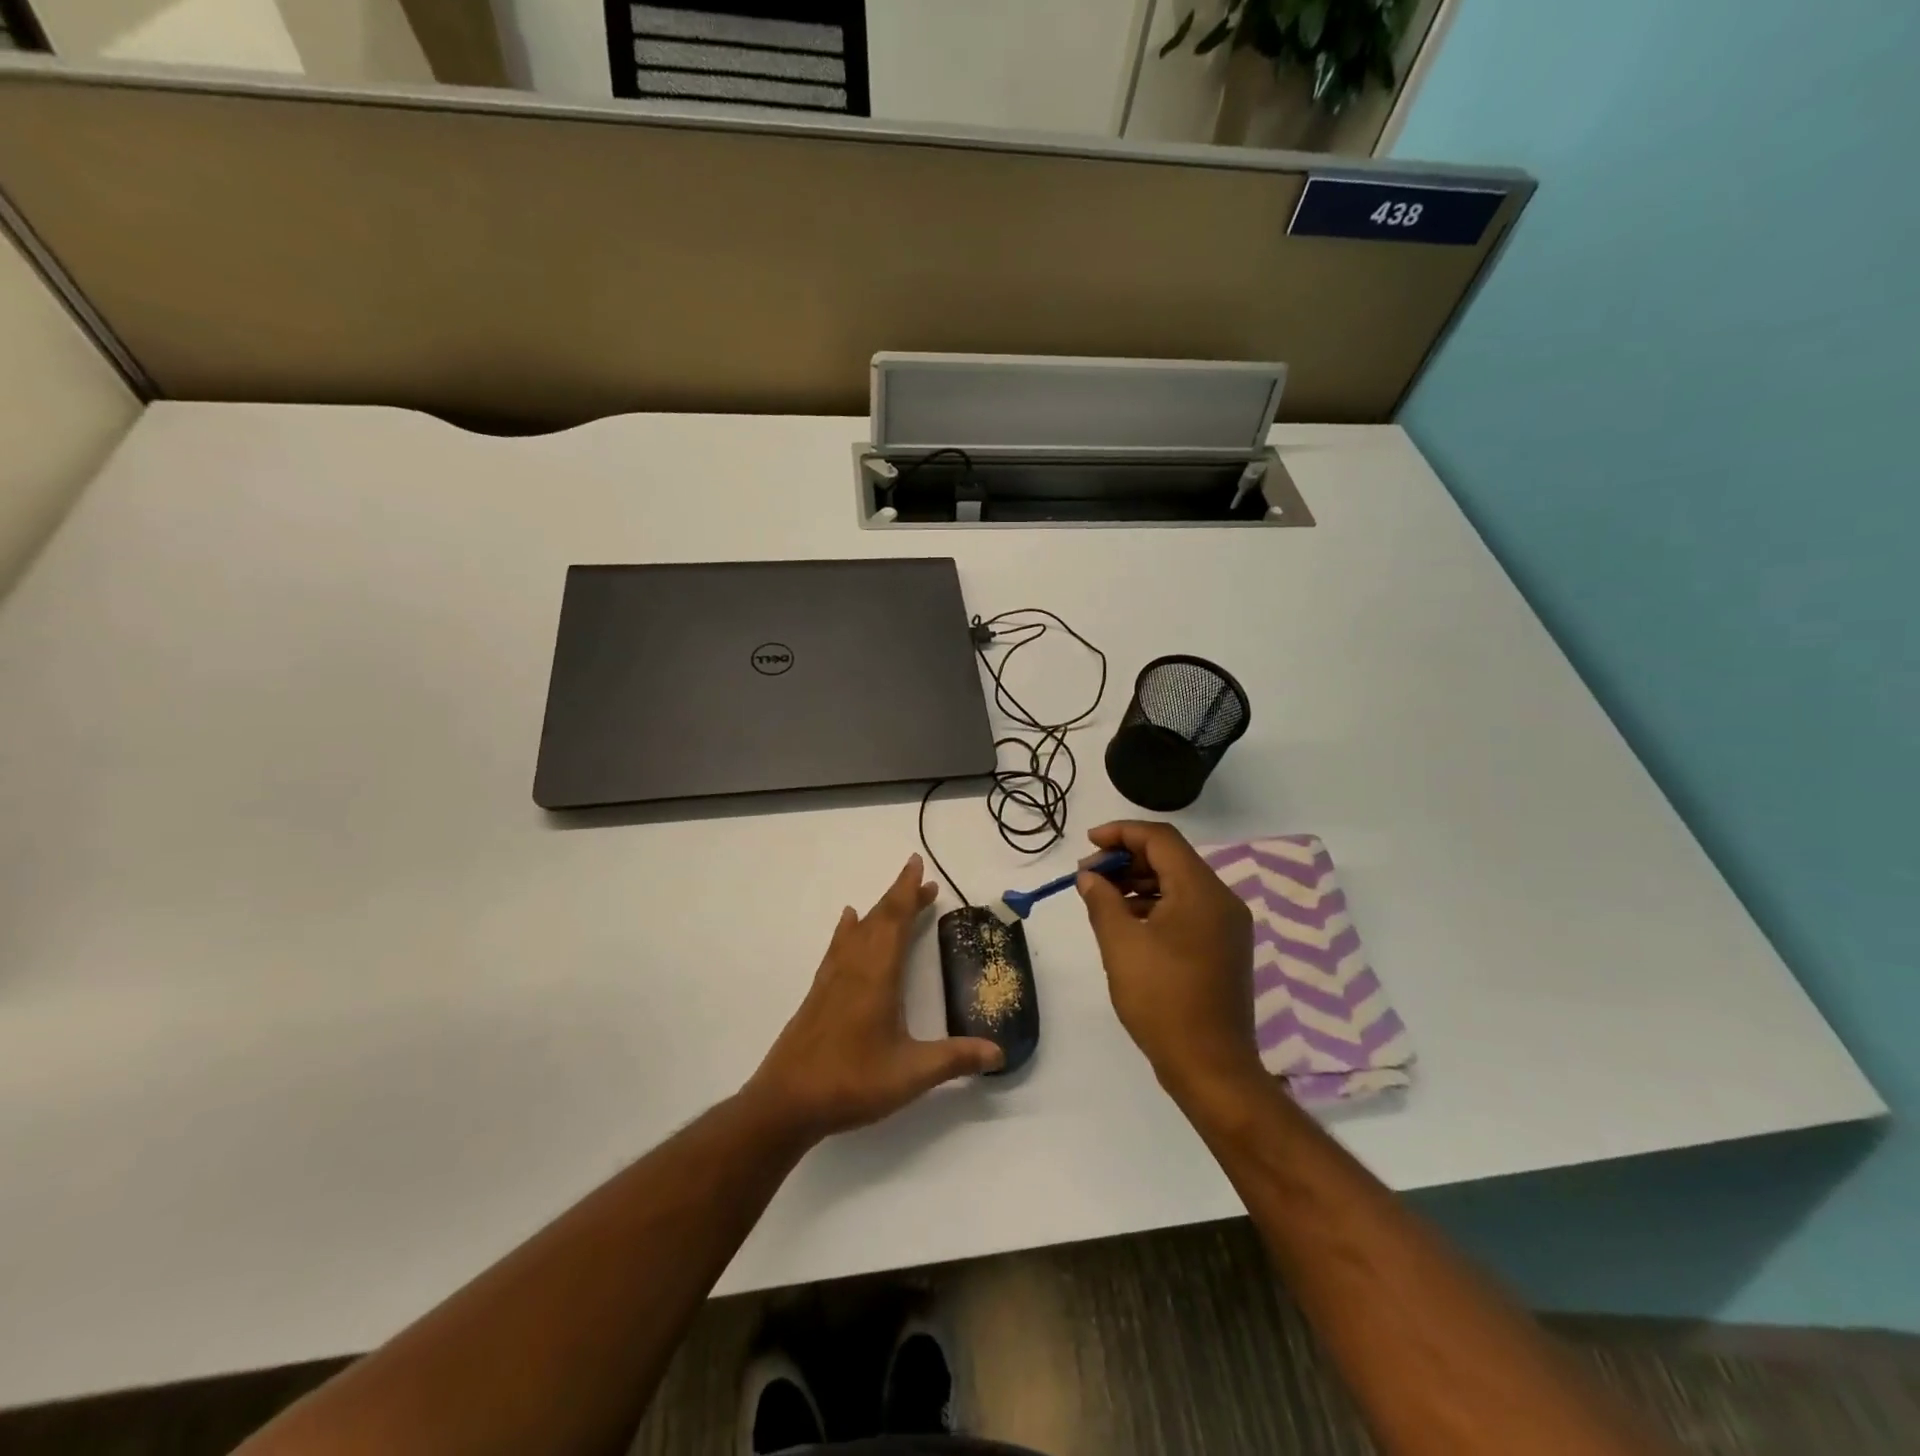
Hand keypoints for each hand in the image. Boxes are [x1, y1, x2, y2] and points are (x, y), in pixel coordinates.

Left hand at [746, 855, 1003, 1140]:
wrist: (786, 1101)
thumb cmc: (852, 1082)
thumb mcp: (911, 1074)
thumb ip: (955, 1059)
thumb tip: (999, 1053)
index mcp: (878, 975)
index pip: (896, 920)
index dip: (909, 891)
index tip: (918, 864)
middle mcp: (854, 967)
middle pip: (879, 919)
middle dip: (902, 896)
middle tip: (925, 882)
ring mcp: (832, 978)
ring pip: (858, 930)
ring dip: (880, 910)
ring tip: (897, 899)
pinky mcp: (818, 993)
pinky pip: (839, 946)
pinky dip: (849, 928)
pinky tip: (849, 922)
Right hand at [1076, 821, 1260, 1100]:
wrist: (1211, 1067)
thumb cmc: (1162, 1000)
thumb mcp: (1121, 945)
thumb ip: (1102, 900)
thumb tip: (1090, 876)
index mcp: (1201, 891)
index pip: (1161, 839)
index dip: (1121, 833)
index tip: (1088, 845)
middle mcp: (1222, 900)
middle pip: (1171, 858)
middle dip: (1127, 859)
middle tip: (1089, 877)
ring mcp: (1227, 925)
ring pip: (1179, 883)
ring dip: (1140, 882)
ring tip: (1102, 898)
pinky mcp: (1225, 947)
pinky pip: (1188, 908)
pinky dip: (1157, 905)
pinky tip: (1128, 922)